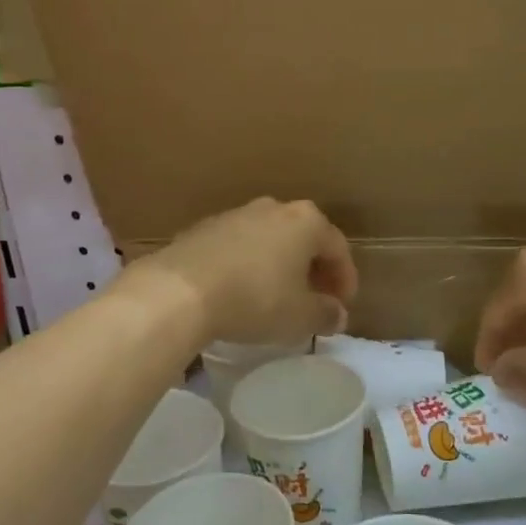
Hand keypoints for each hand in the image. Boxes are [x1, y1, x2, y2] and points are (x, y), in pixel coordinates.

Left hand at [134, 198, 357, 346]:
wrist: (180, 291)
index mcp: (306, 221)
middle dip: (313, 270)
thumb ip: (326, 314)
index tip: (342, 307)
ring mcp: (236, 214)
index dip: (345, 280)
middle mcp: (274, 208)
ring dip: (280, 266)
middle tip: (314, 300)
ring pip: (270, 240)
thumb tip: (337, 314)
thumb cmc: (255, 299)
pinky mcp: (204, 228)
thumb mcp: (300, 317)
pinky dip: (248, 266)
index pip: (338, 248)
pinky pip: (239, 247)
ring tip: (277, 298)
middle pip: (304, 239)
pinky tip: (241, 292)